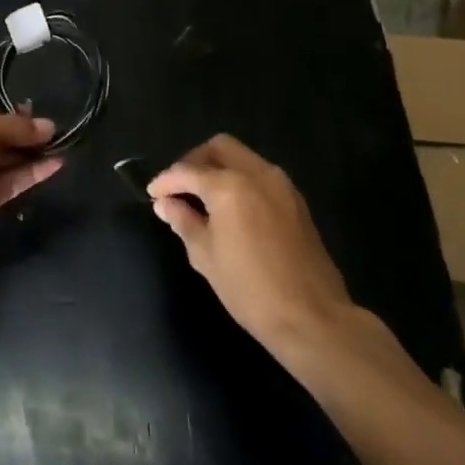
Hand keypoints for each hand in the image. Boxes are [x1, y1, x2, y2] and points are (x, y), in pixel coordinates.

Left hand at [0, 110, 61, 267]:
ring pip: (1, 165)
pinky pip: (8, 186)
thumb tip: (47, 126)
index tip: (35, 115)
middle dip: (20, 136)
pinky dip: (30, 175)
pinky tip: (55, 165)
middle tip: (52, 133)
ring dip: (30, 156)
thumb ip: (12, 127)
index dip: (6, 117)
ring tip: (61, 146)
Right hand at [150, 135, 353, 364]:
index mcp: (229, 186)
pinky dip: (241, 181)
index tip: (153, 193)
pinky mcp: (296, 201)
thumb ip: (184, 221)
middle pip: (219, 147)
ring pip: (243, 158)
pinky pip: (261, 176)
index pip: (188, 171)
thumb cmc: (250, 289)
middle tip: (180, 188)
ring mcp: (281, 185)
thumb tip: (165, 204)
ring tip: (204, 199)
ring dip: (220, 169)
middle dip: (194, 161)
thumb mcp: (206, 256)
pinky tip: (232, 209)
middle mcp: (257, 174)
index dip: (166, 181)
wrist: (312, 317)